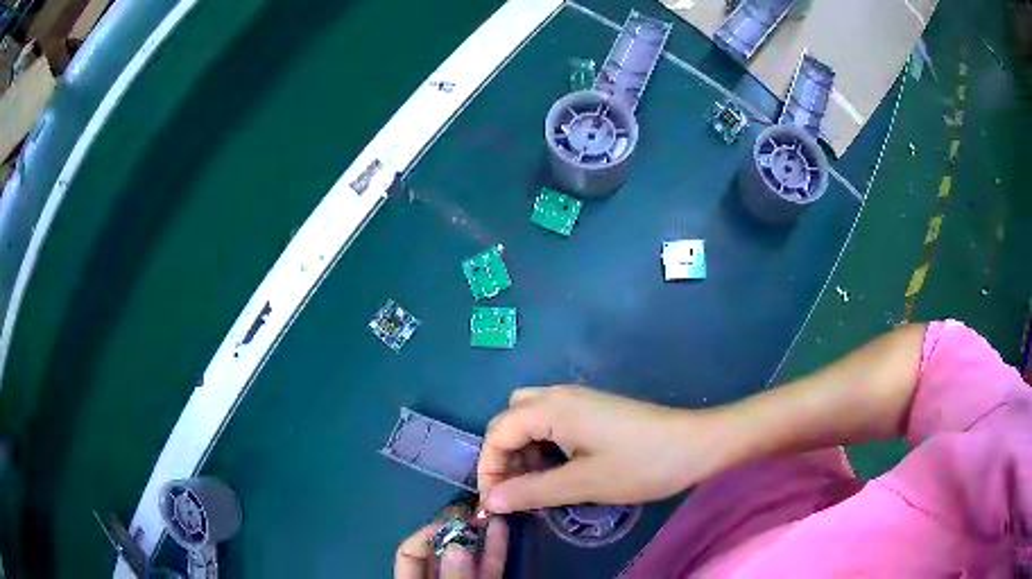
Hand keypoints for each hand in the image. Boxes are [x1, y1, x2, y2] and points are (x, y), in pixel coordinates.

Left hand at [394, 517, 507, 578]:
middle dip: (454, 530)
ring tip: (488, 511)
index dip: (426, 535)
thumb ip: (453, 577)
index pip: (410, 554)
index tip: (450, 521)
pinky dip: (494, 550)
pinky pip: (488, 568)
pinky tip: (500, 527)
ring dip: (477, 535)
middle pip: (439, 552)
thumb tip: (458, 544)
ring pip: (467, 558)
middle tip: (471, 510)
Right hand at [478, 386, 726, 512]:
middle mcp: (560, 395)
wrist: (697, 444)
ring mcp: (579, 400)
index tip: (495, 502)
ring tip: (535, 484)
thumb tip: (490, 501)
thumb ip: (532, 492)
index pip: (498, 432)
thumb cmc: (641, 464)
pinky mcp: (594, 410)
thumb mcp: (583, 484)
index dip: (489, 468)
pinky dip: (543, 444)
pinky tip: (559, 469)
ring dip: (523, 450)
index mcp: (553, 408)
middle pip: (510, 419)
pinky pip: (552, 421)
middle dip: (502, 456)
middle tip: (514, 491)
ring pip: (530, 419)